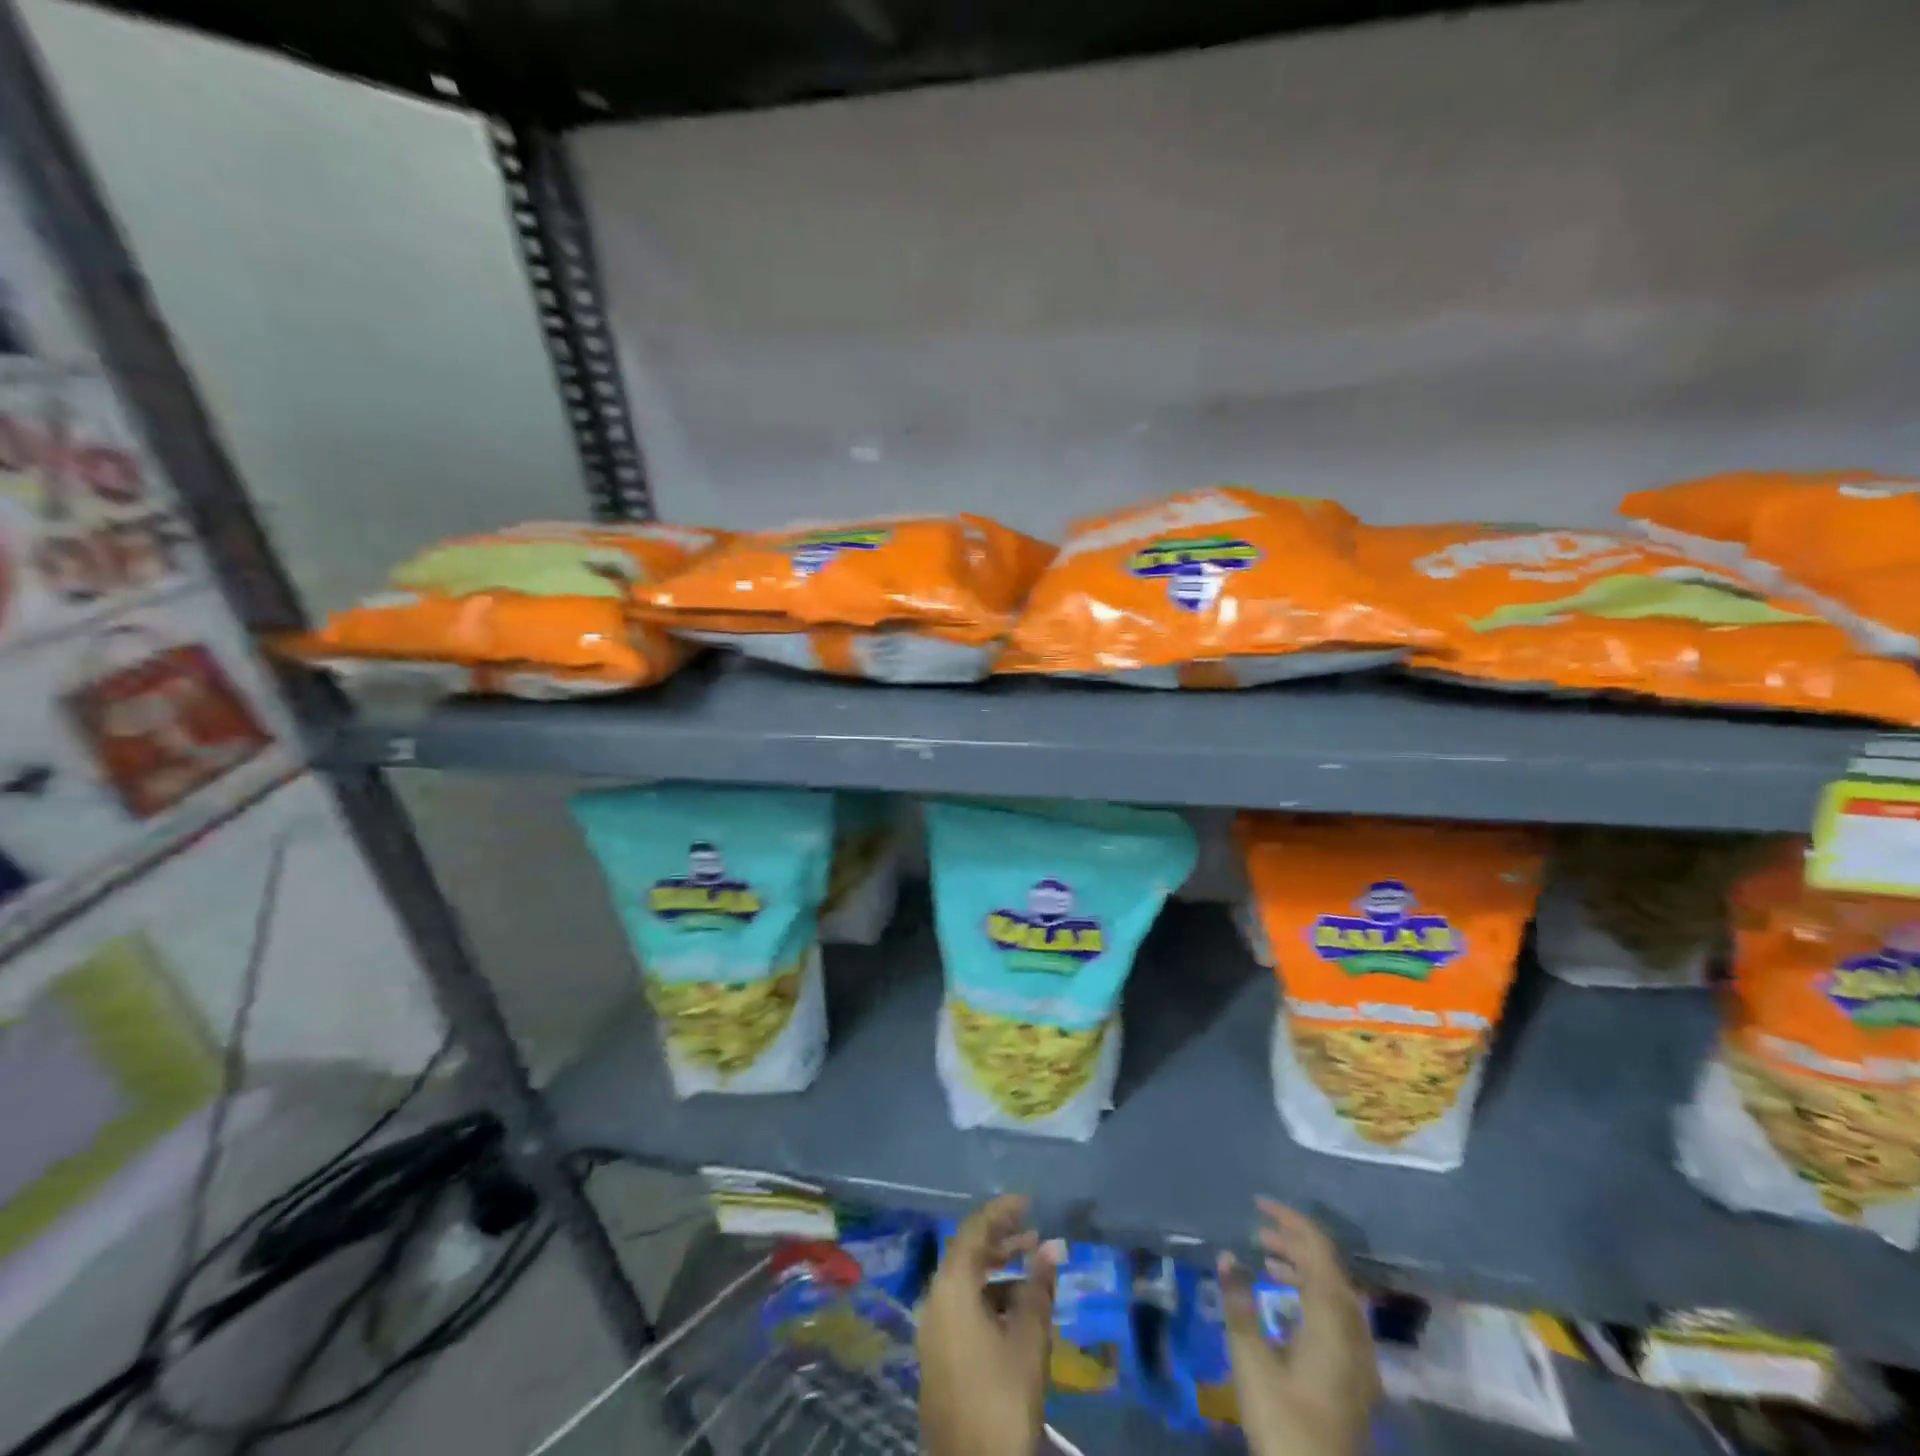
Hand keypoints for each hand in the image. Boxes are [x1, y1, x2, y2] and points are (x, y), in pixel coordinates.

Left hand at [917, 1196, 1057, 1455]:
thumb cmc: (1001, 1396)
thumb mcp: (1028, 1338)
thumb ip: (1039, 1287)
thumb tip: (1052, 1245)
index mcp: (950, 1287)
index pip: (973, 1231)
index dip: (1000, 1212)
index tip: (1028, 1202)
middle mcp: (935, 1300)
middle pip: (967, 1255)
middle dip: (1001, 1241)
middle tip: (1034, 1235)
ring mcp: (933, 1330)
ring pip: (965, 1283)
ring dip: (997, 1272)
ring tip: (1033, 1272)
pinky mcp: (939, 1356)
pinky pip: (962, 1308)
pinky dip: (988, 1298)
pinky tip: (1017, 1312)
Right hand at [1221, 1199, 1379, 1455]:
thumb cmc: (1284, 1422)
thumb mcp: (1252, 1361)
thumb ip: (1239, 1304)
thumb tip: (1227, 1255)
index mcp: (1332, 1320)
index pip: (1317, 1251)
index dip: (1290, 1221)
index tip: (1259, 1204)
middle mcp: (1354, 1331)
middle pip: (1330, 1268)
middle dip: (1295, 1242)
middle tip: (1258, 1232)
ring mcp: (1360, 1357)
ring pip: (1335, 1292)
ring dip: (1303, 1268)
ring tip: (1266, 1260)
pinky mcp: (1356, 1377)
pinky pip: (1338, 1315)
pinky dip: (1312, 1294)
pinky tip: (1286, 1303)